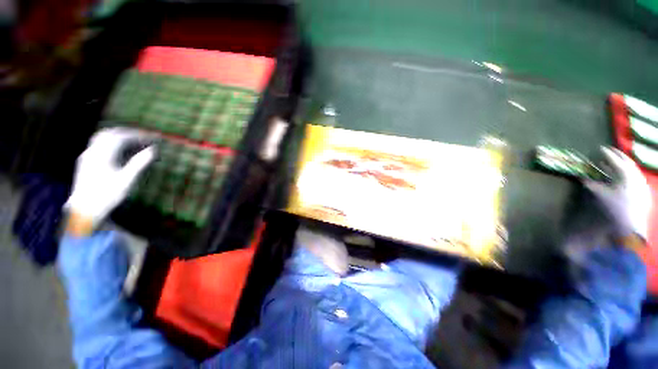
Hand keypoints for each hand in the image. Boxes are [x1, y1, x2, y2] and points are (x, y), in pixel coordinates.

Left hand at [65, 128, 154, 232]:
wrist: (84, 210)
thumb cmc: (107, 196)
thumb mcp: (127, 180)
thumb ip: (139, 163)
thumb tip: (153, 150)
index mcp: (103, 154)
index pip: (122, 136)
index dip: (138, 135)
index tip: (152, 139)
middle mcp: (93, 151)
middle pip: (111, 134)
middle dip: (128, 134)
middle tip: (143, 139)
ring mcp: (87, 156)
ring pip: (102, 138)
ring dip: (118, 137)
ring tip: (132, 143)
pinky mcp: (84, 162)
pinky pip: (98, 145)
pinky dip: (111, 143)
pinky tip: (118, 151)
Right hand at [585, 147, 651, 239]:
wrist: (632, 226)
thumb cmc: (615, 208)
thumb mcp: (601, 196)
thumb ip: (593, 185)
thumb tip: (583, 178)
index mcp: (626, 175)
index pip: (615, 160)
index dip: (607, 154)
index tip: (600, 148)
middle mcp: (636, 175)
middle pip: (627, 162)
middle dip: (618, 156)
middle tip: (610, 151)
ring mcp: (642, 183)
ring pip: (633, 169)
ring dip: (624, 164)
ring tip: (616, 163)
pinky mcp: (644, 191)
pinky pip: (636, 176)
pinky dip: (630, 172)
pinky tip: (625, 175)